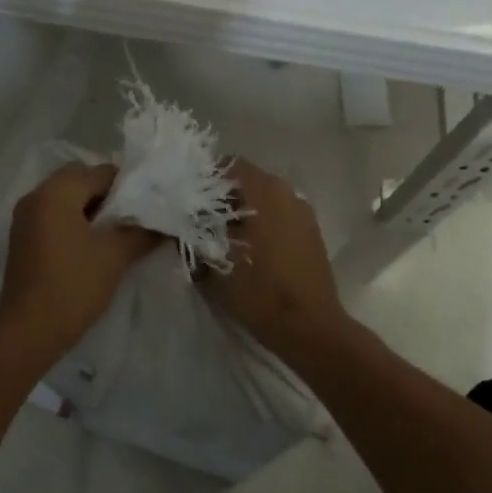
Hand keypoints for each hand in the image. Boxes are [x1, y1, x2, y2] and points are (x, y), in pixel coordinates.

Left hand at [0, 162, 161, 358]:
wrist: (29, 330)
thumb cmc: (74, 285)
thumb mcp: (115, 256)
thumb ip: (142, 233)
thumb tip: (165, 225)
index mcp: (56, 192)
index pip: (100, 172)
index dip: (128, 186)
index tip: (149, 204)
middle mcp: (36, 196)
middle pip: (79, 180)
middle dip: (108, 195)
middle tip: (133, 217)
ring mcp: (24, 218)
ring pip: (65, 199)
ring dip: (90, 209)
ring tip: (118, 233)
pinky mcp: (22, 239)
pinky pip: (53, 217)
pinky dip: (73, 222)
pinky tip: (93, 246)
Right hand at [198, 158, 350, 358]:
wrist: (308, 328)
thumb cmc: (259, 289)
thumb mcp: (214, 261)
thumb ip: (194, 235)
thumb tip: (180, 225)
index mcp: (265, 190)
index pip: (229, 164)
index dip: (205, 179)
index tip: (187, 199)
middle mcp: (288, 192)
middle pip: (247, 182)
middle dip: (222, 198)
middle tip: (198, 220)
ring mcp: (303, 213)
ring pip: (263, 201)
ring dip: (242, 213)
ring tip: (220, 238)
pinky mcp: (311, 234)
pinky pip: (278, 217)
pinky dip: (261, 225)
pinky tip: (247, 251)